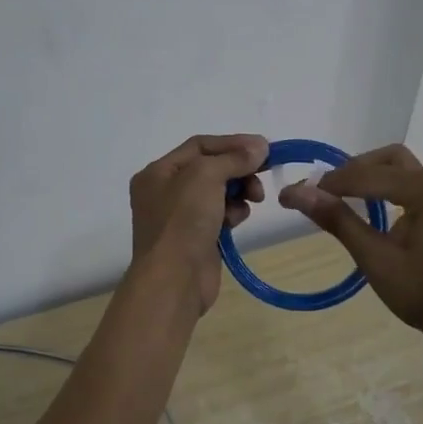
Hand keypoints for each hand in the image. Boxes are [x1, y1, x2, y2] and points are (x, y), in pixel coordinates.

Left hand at [128, 134, 267, 313]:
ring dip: (239, 191)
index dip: (233, 143)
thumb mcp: (205, 176)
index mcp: (158, 172)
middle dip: (239, 170)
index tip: (264, 148)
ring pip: (218, 192)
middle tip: (262, 176)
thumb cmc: (183, 220)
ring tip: (253, 199)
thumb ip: (233, 158)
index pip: (200, 145)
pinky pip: (220, 215)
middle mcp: (165, 191)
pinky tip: (237, 220)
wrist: (174, 280)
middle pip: (211, 168)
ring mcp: (180, 217)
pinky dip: (233, 213)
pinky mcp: (197, 238)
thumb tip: (260, 146)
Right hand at [281, 144, 422, 352]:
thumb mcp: (375, 258)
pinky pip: (407, 183)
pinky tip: (365, 210)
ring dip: (366, 178)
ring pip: (396, 169)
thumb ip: (337, 220)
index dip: (324, 185)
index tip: (290, 196)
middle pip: (383, 160)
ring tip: (336, 200)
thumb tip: (296, 192)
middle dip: (349, 173)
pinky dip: (382, 189)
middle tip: (319, 195)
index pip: (363, 176)